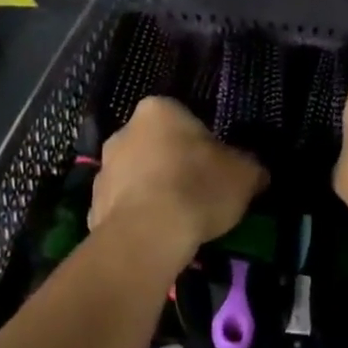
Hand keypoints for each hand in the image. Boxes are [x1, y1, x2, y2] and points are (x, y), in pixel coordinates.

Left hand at [89, 96, 267, 266]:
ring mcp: (104, 168)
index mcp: (158, 109)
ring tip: (177, 222)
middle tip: (197, 194)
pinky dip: (137, 218)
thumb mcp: (243, 174)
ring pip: (137, 176)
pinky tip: (156, 238)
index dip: (202, 145)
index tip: (214, 169)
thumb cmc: (196, 188)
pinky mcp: (92, 205)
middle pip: (157, 145)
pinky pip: (123, 207)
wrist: (146, 237)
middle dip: (173, 165)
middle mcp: (124, 130)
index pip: (184, 120)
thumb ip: (250, 166)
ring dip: (153, 191)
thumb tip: (255, 172)